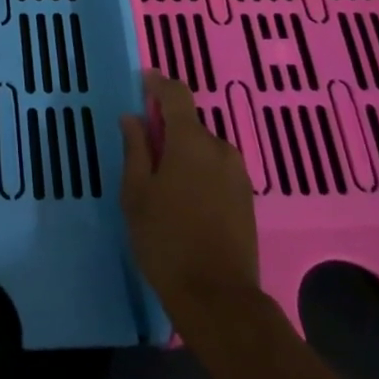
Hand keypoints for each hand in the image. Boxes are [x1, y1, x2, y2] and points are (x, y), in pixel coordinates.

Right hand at [120, 72, 262, 330]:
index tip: (143, 81)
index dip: (158, 83)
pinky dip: (199, 174)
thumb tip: (132, 118)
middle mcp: (220, 149)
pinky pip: (217, 171)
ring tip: (161, 185)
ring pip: (204, 150)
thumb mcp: (136, 193)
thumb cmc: (166, 240)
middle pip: (190, 125)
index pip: (176, 95)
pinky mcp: (246, 198)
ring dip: (183, 155)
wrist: (218, 298)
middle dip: (167, 130)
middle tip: (142, 154)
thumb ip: (135, 149)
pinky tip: (184, 202)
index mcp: (191, 141)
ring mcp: (238, 174)